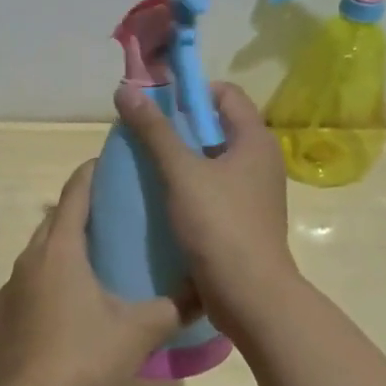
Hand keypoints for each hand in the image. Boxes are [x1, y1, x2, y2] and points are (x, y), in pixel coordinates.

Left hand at [0, 159, 191, 385]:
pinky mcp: (2, 315)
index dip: (91, 174)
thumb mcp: (140, 331)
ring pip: (38, 252)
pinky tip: (67, 302)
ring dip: (62, 246)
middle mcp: (30, 259)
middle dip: (78, 209)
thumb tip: (206, 290)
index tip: (108, 163)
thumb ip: (175, 306)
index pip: (75, 195)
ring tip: (92, 256)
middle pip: (54, 220)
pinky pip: (27, 282)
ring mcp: (11, 288)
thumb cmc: (86, 357)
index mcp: (61, 250)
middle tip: (110, 212)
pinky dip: (47, 278)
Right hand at [112, 80, 299, 321]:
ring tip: (146, 165)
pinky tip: (160, 199)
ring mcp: (253, 193)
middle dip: (179, 126)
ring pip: (212, 161)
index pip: (226, 94)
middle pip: (217, 126)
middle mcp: (260, 161)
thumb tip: (126, 89)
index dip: (191, 91)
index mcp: (255, 141)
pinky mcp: (243, 220)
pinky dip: (188, 186)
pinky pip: (213, 189)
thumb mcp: (181, 172)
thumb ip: (154, 130)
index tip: (157, 102)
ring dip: (181, 159)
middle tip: (143, 134)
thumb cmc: (219, 225)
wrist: (250, 296)